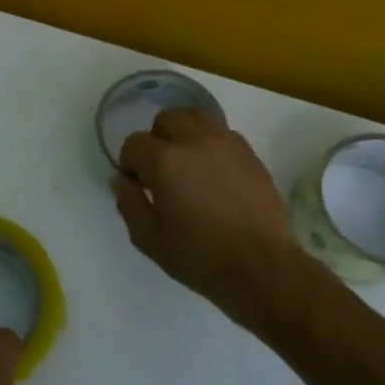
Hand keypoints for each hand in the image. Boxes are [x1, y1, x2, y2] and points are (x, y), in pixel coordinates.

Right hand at [114, 107, 316, 330]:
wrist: (262, 267)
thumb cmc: (199, 256)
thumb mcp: (148, 238)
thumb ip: (128, 203)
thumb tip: (122, 180)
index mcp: (165, 161)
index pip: (135, 143)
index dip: (129, 163)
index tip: (137, 185)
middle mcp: (195, 142)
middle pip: (167, 119)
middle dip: (156, 140)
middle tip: (160, 170)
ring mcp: (227, 145)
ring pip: (198, 117)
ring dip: (185, 132)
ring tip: (186, 161)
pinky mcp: (251, 155)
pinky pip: (224, 134)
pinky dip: (211, 143)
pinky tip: (213, 171)